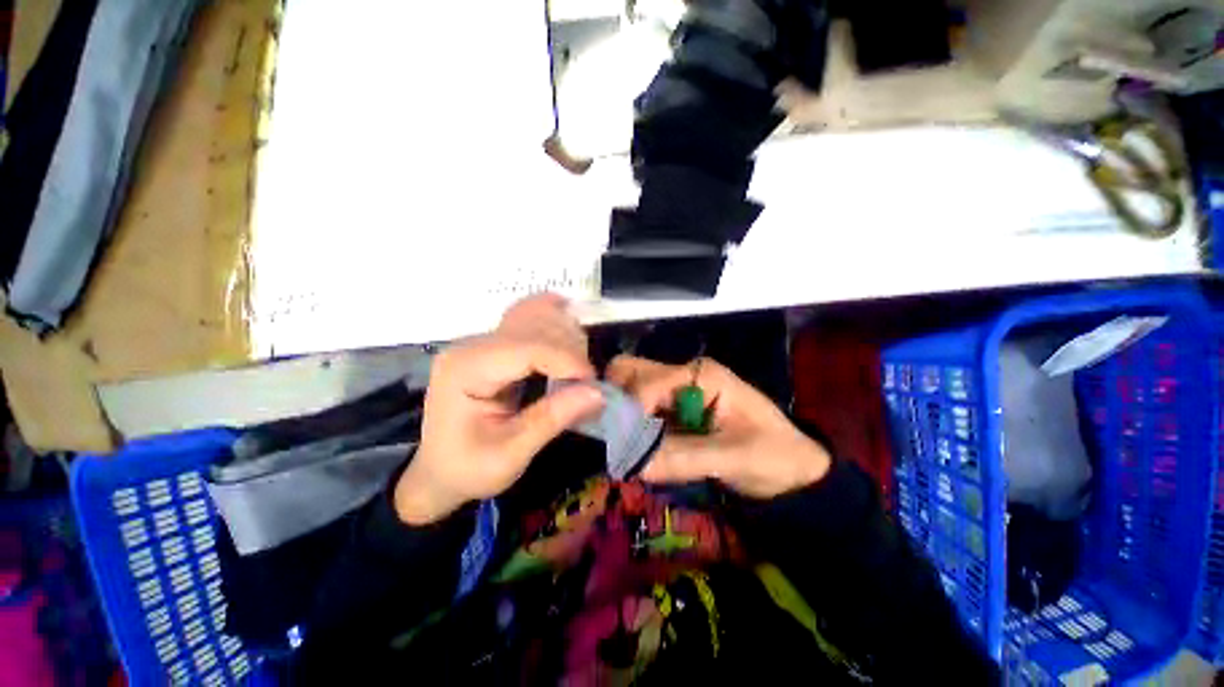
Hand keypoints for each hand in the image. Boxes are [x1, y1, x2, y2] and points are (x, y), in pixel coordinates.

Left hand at [395, 294, 604, 524]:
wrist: (438, 470)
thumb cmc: (468, 468)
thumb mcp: (509, 455)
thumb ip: (551, 419)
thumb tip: (597, 393)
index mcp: (467, 370)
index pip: (528, 347)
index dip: (567, 359)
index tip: (593, 383)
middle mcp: (472, 345)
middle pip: (536, 327)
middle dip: (571, 351)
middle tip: (587, 385)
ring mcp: (482, 340)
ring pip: (536, 317)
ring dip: (566, 337)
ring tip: (578, 370)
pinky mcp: (494, 343)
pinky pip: (527, 318)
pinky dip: (552, 319)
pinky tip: (567, 322)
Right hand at [606, 355, 829, 498]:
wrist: (794, 467)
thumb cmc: (774, 454)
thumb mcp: (736, 457)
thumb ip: (685, 459)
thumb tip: (636, 464)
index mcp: (700, 375)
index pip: (648, 381)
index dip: (631, 410)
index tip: (623, 444)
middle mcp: (681, 377)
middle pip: (630, 371)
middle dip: (616, 400)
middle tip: (615, 435)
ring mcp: (674, 392)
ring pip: (629, 388)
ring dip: (620, 414)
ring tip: (622, 445)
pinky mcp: (671, 411)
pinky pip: (638, 411)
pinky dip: (629, 427)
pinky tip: (632, 448)